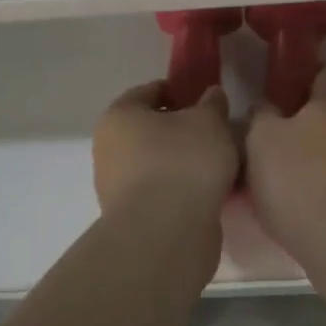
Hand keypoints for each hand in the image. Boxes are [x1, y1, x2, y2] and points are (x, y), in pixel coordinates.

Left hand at [93, 82, 239, 219]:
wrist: (165, 234)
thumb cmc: (183, 163)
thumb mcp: (209, 122)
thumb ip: (212, 104)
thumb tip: (210, 95)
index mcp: (120, 116)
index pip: (150, 91)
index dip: (180, 91)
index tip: (207, 101)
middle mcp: (109, 148)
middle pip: (151, 130)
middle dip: (182, 130)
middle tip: (216, 134)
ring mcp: (116, 187)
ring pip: (157, 163)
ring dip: (182, 163)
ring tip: (217, 167)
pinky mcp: (132, 217)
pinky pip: (162, 192)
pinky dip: (181, 189)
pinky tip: (207, 193)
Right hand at [244, 68, 325, 254]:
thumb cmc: (297, 178)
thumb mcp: (260, 139)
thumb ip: (262, 115)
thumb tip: (266, 108)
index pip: (324, 72)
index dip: (302, 79)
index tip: (281, 94)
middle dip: (316, 120)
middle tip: (284, 137)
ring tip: (301, 173)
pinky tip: (320, 200)